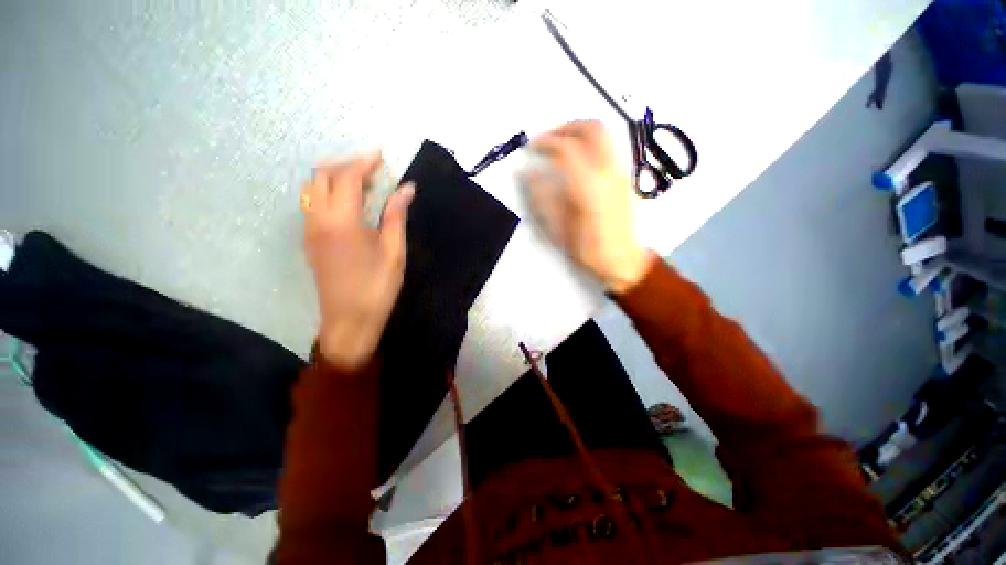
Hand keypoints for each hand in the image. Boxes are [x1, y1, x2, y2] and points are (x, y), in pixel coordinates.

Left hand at [302, 152, 414, 369]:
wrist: (350, 321)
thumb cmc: (377, 287)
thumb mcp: (394, 250)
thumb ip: (396, 215)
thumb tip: (406, 188)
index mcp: (342, 221)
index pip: (347, 177)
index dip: (364, 162)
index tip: (381, 155)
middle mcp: (318, 219)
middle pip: (322, 176)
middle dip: (347, 165)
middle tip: (374, 171)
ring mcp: (310, 230)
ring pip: (313, 189)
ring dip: (336, 179)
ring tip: (365, 187)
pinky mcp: (310, 241)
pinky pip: (313, 205)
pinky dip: (330, 194)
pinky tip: (352, 206)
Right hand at [525, 120, 651, 293]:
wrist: (622, 260)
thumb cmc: (587, 250)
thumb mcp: (558, 229)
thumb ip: (542, 198)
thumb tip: (528, 173)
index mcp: (588, 188)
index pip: (566, 150)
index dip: (545, 143)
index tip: (530, 148)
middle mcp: (608, 173)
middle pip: (591, 129)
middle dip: (565, 127)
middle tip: (547, 140)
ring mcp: (621, 172)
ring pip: (604, 134)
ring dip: (579, 131)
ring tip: (560, 145)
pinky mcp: (626, 177)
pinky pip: (609, 146)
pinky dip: (590, 142)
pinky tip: (579, 158)